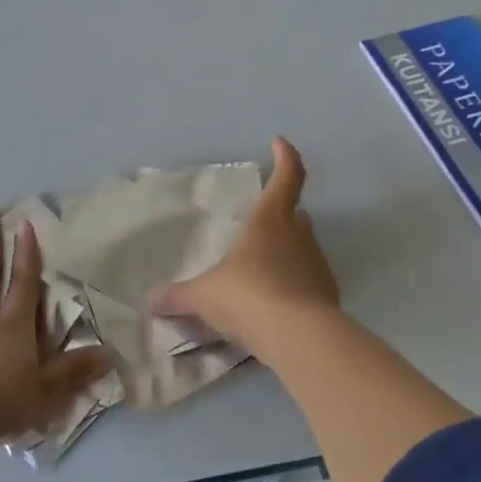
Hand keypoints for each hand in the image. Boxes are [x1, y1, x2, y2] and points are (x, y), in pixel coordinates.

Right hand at [150, 137, 339, 357]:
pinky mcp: (329, 294)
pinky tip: (276, 305)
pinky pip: (309, 280)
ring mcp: (318, 264)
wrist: (299, 338)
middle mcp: (298, 236)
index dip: (286, 157)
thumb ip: (177, 297)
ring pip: (303, 247)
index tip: (280, 143)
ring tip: (260, 272)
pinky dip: (295, 285)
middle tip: (259, 225)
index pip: (287, 176)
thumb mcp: (202, 297)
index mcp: (269, 221)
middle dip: (281, 214)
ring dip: (286, 252)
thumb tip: (151, 300)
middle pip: (295, 214)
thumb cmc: (247, 298)